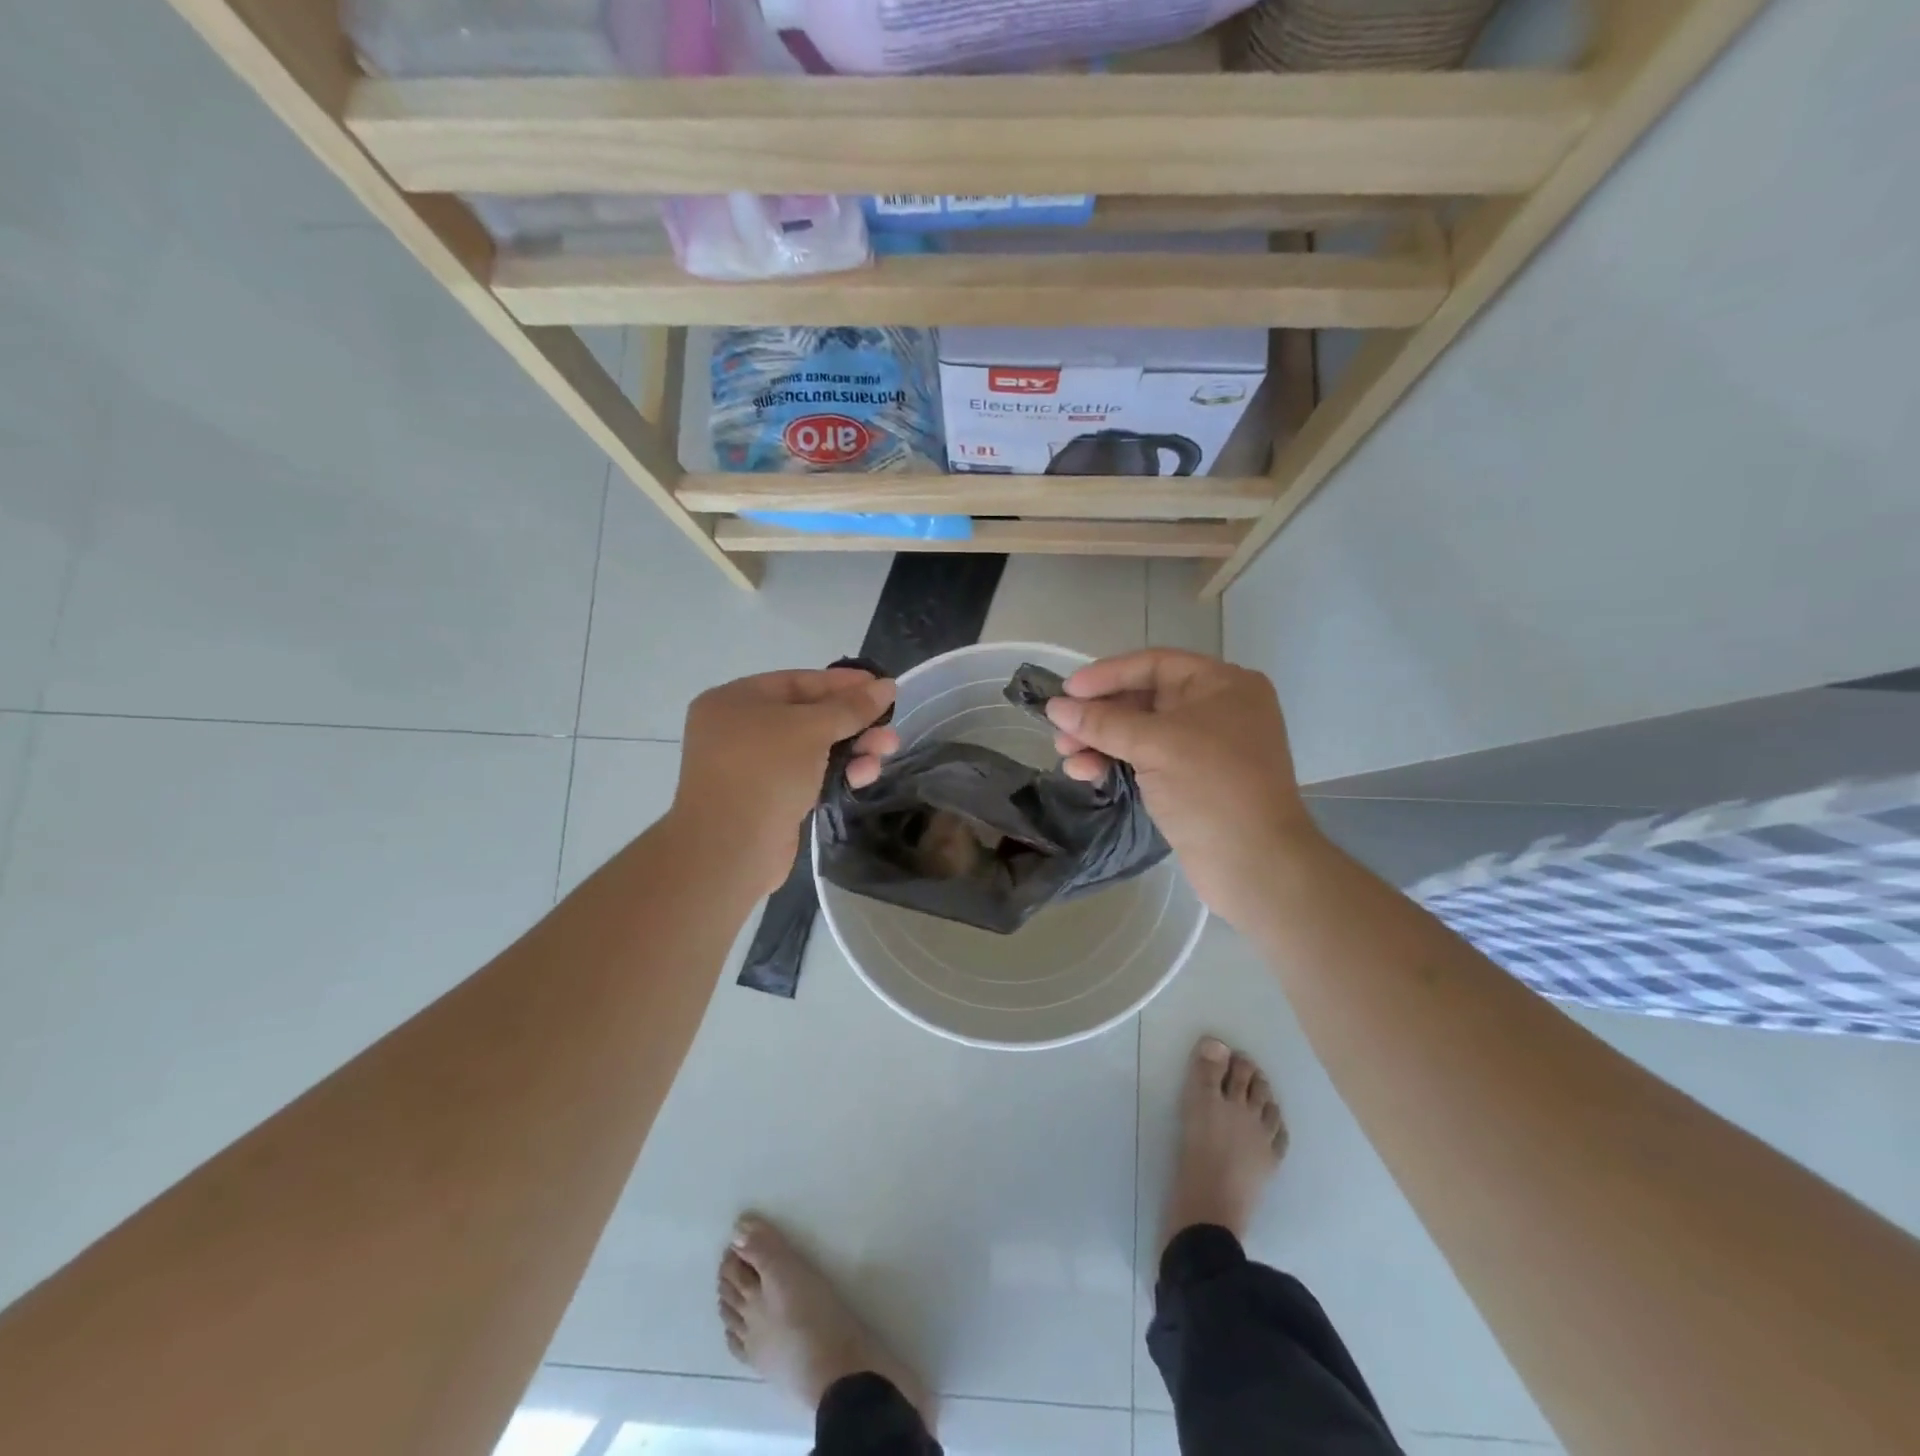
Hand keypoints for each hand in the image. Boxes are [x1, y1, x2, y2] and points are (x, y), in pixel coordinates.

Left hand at [669, 667, 897, 897]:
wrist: (729, 850)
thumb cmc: (765, 772)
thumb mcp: (812, 729)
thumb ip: (851, 707)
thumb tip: (887, 686)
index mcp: (736, 701)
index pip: (799, 682)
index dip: (843, 683)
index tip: (883, 687)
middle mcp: (740, 730)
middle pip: (809, 716)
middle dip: (853, 722)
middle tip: (890, 727)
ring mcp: (754, 767)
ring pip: (813, 749)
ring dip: (853, 748)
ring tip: (888, 751)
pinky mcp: (769, 799)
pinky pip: (809, 776)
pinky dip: (837, 773)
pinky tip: (865, 776)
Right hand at [1044, 649, 1323, 926]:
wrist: (1256, 865)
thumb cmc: (1212, 788)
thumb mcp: (1155, 745)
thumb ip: (1102, 722)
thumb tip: (1055, 707)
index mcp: (1222, 685)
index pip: (1154, 664)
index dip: (1107, 675)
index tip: (1066, 691)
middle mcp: (1217, 709)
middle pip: (1144, 699)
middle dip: (1099, 714)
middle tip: (1060, 731)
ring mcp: (1205, 748)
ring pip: (1140, 732)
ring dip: (1100, 741)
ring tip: (1065, 756)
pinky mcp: (1192, 782)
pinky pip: (1146, 760)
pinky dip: (1115, 762)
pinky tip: (1085, 773)